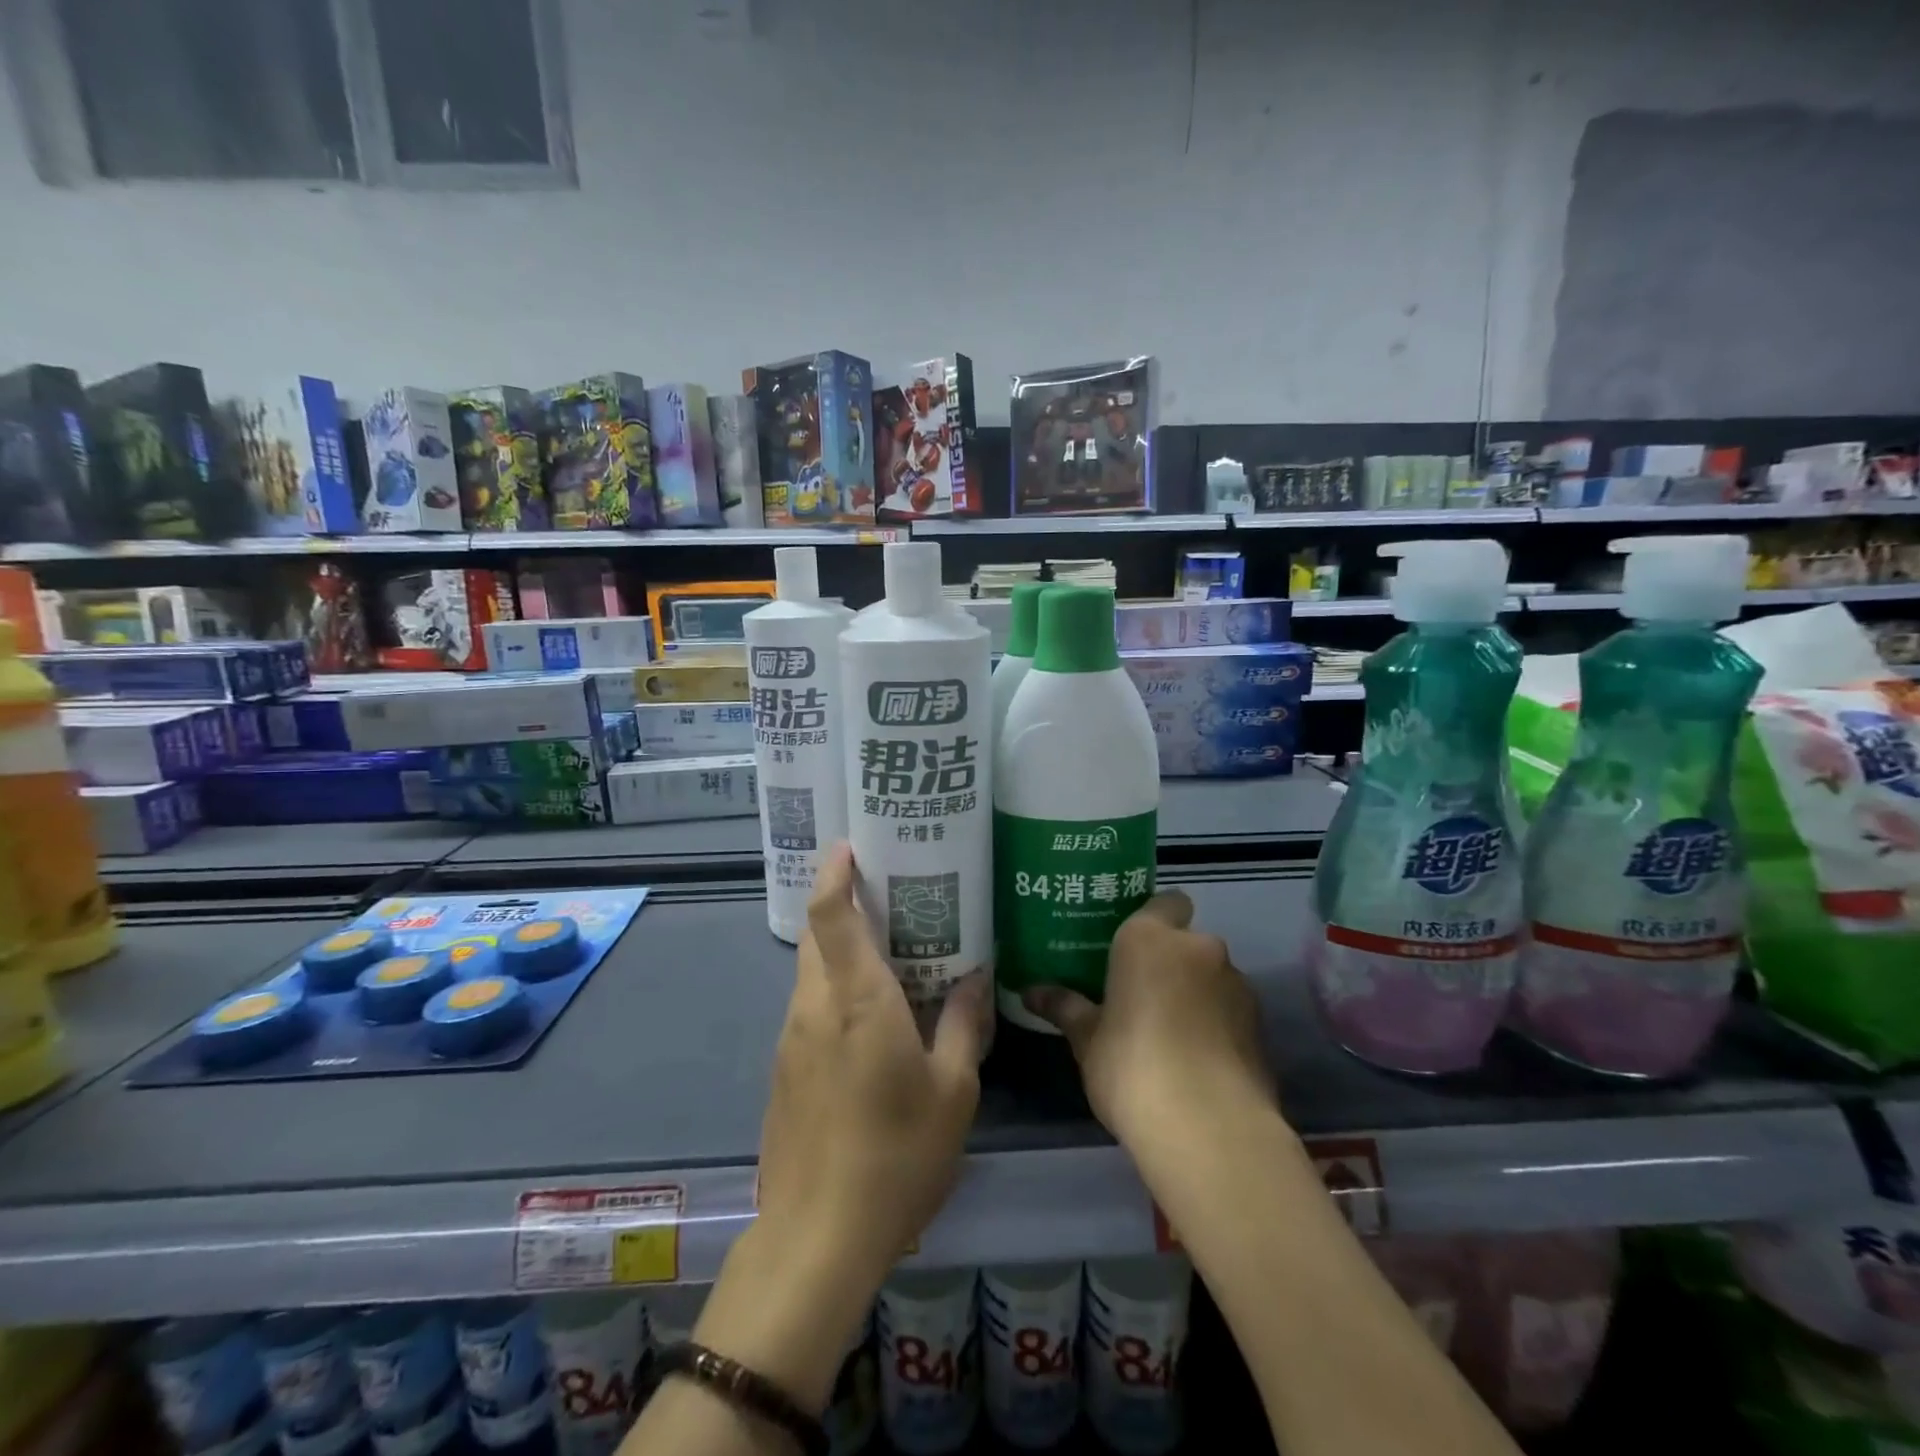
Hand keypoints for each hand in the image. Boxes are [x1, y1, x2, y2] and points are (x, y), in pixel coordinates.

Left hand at [755, 842, 990, 1287]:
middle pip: (816, 936)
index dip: (834, 874)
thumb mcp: (953, 1090)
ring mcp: (791, 1040)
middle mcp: (814, 1007)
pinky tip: (871, 1020)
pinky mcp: (783, 1071)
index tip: (850, 846)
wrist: (816, 1239)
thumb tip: (976, 976)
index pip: (830, 915)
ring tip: (889, 955)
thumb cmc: (896, 1156)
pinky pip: (809, 1008)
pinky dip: (834, 992)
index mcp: (857, 1000)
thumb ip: (964, 1024)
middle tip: (890, 898)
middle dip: (843, 906)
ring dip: (840, 952)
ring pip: (810, 972)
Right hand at [1023, 891, 1273, 1143]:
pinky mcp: (1261, 1026)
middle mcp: (1199, 948)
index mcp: (1150, 939)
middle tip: (1140, 997)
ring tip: (1170, 1036)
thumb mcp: (1087, 1040)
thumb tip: (1030, 992)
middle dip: (1169, 964)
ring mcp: (1237, 985)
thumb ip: (1065, 1008)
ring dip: (1195, 994)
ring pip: (1212, 977)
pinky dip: (1217, 1026)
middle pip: (1186, 943)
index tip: (1130, 950)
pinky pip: (1231, 1011)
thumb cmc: (1131, 1067)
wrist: (1209, 1129)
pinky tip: (1198, 1062)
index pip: (1164, 902)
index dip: (1152, 921)